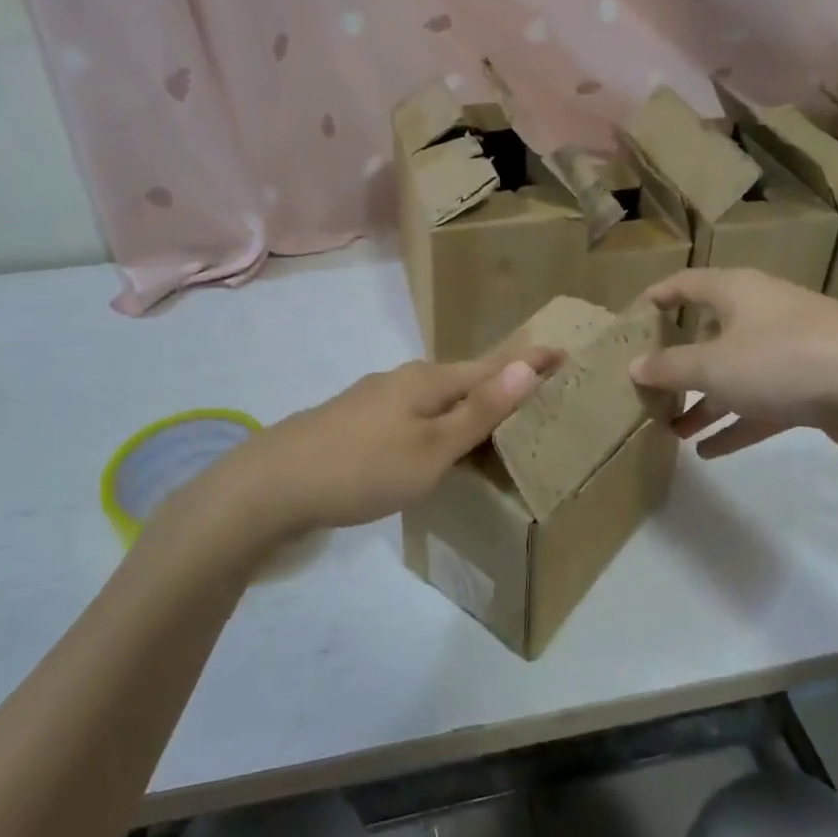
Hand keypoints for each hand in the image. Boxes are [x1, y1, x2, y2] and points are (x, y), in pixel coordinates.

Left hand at [206, 348, 562, 539]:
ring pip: (435, 396)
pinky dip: (438, 421)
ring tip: (493, 417)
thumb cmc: (363, 468)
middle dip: (500, 382)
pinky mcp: (355, 420)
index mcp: (427, 381)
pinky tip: (433, 440)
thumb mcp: (430, 448)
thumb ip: (478, 411)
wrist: (274, 483)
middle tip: (536, 390)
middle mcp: (402, 379)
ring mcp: (374, 398)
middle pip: (463, 377)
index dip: (529, 364)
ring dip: (467, 403)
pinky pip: (413, 413)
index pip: (492, 368)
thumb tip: (526, 366)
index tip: (563, 352)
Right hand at [628, 268, 837, 457]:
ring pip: (737, 373)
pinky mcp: (814, 385)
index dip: (658, 297)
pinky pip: (763, 402)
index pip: (687, 284)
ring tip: (674, 430)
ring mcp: (792, 349)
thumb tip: (635, 366)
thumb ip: (670, 368)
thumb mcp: (713, 367)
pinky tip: (710, 451)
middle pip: (711, 334)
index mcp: (737, 292)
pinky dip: (737, 422)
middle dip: (680, 364)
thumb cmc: (782, 360)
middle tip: (651, 387)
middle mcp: (763, 313)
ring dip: (706, 402)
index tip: (633, 317)